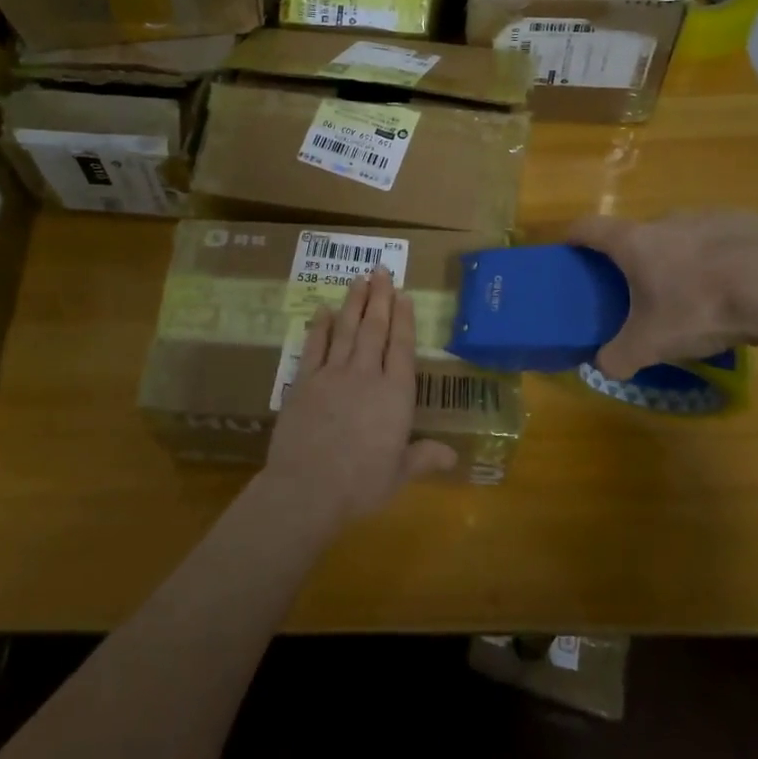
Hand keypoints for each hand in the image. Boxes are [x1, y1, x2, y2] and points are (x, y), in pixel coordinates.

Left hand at [262, 269, 457, 526]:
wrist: (307, 488)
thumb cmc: (360, 485)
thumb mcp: (398, 475)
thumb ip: (423, 458)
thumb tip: (453, 457)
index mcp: (394, 396)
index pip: (402, 348)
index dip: (404, 319)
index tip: (404, 294)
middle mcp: (365, 375)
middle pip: (374, 329)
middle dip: (379, 297)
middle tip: (381, 270)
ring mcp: (332, 374)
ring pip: (346, 329)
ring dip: (353, 302)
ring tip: (358, 278)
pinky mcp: (304, 381)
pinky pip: (314, 346)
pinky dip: (319, 326)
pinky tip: (322, 309)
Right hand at [565, 210, 757, 376]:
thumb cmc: (700, 308)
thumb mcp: (652, 344)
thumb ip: (619, 356)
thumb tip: (603, 367)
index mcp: (634, 242)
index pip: (588, 227)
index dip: (573, 236)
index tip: (569, 249)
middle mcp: (667, 219)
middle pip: (639, 233)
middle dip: (636, 256)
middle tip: (643, 289)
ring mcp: (710, 216)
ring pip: (684, 235)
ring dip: (682, 256)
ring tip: (697, 291)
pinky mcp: (750, 222)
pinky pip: (726, 238)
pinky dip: (723, 257)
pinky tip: (740, 286)